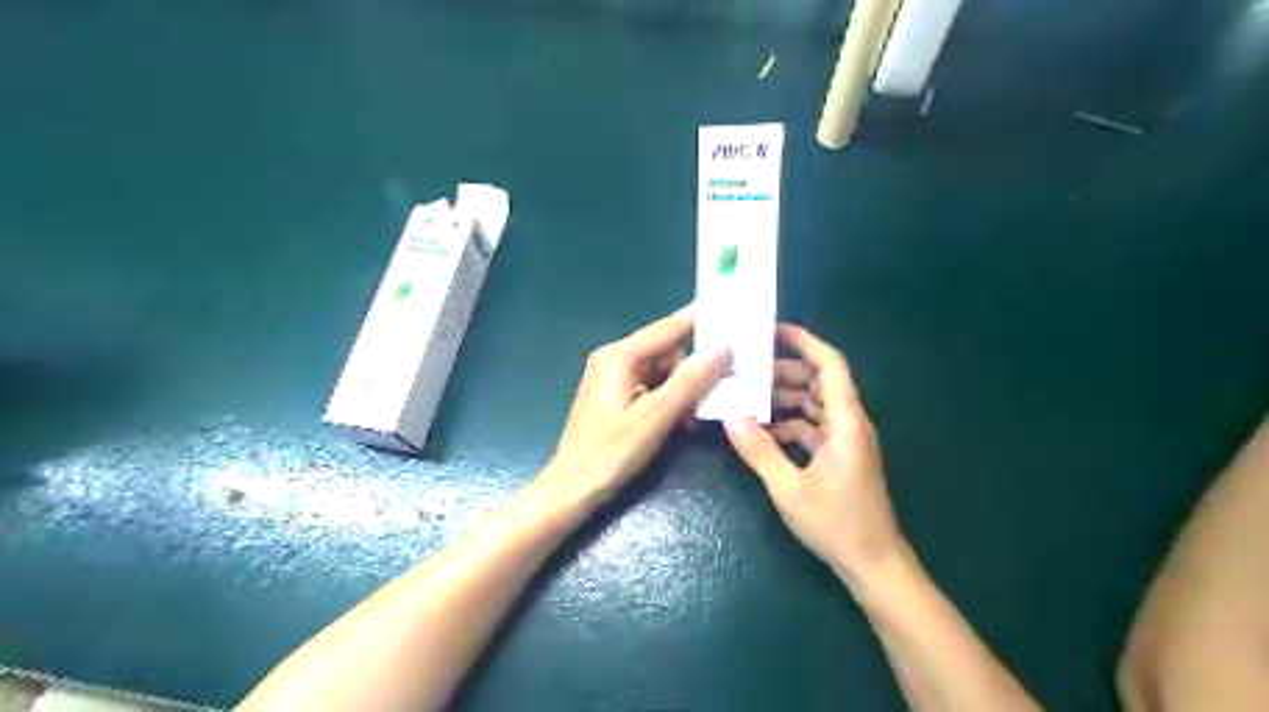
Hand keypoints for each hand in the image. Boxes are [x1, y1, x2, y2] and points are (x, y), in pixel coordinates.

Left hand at [539, 308, 728, 509]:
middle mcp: (616, 359)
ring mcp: (616, 378)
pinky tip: (683, 422)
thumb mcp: (656, 416)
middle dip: (693, 371)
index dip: (702, 320)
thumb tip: (723, 348)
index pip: (669, 327)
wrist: (573, 488)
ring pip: (664, 371)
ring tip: (695, 418)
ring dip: (684, 391)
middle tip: (719, 391)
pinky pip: (654, 387)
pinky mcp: (619, 396)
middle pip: (668, 350)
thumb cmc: (611, 452)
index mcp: (620, 355)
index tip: (734, 312)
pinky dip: (671, 401)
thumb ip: (690, 381)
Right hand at [724, 326, 899, 581]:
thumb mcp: (790, 488)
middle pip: (819, 382)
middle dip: (785, 371)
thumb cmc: (837, 524)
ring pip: (814, 404)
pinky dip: (789, 423)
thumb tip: (730, 416)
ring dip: (785, 398)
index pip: (830, 365)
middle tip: (747, 369)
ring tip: (748, 395)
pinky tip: (762, 430)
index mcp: (846, 421)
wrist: (874, 565)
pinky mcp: (839, 457)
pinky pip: (812, 428)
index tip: (774, 330)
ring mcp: (845, 441)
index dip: (806, 342)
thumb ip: (759, 450)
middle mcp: (849, 423)